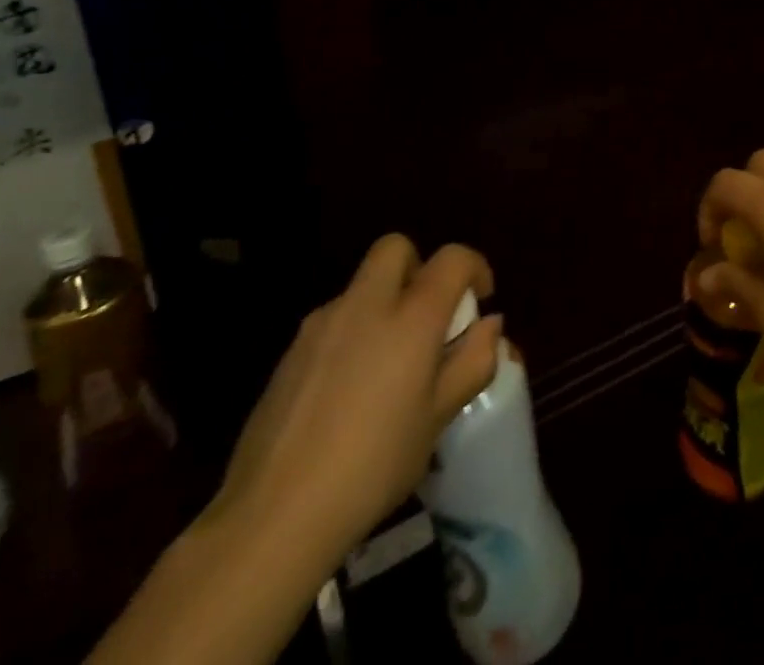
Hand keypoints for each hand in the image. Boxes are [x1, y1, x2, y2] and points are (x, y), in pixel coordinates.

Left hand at [208, 236, 502, 569]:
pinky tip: (348, 392)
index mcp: (411, 317)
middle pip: (395, 248)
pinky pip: (333, 321)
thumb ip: (472, 362)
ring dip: (383, 303)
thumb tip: (489, 325)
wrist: (274, 516)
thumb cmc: (373, 466)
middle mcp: (366, 305)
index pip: (452, 259)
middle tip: (427, 315)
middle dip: (418, 267)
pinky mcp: (290, 353)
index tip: (481, 297)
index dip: (474, 267)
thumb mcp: (439, 419)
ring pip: (362, 286)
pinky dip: (352, 334)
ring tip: (389, 364)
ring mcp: (321, 325)